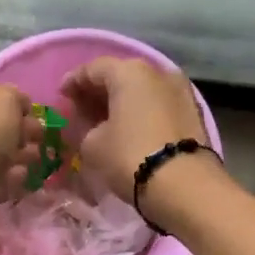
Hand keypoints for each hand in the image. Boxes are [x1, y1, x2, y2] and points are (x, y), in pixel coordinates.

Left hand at [0, 74, 39, 207]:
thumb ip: (17, 99)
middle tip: (39, 140)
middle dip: (18, 132)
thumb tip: (20, 107)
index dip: (14, 102)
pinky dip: (5, 177)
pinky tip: (20, 178)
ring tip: (34, 161)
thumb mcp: (6, 99)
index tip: (34, 116)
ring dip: (15, 155)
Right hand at [61, 56, 209, 202]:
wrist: (184, 185)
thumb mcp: (92, 145)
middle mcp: (158, 73)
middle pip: (121, 76)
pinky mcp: (192, 113)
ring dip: (122, 102)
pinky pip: (157, 105)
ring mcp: (180, 91)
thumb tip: (91, 126)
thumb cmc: (130, 156)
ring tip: (105, 119)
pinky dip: (141, 112)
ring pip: (142, 90)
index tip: (62, 95)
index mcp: (129, 72)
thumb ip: (84, 128)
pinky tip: (129, 127)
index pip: (93, 69)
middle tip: (81, 107)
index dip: (74, 81)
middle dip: (99, 90)